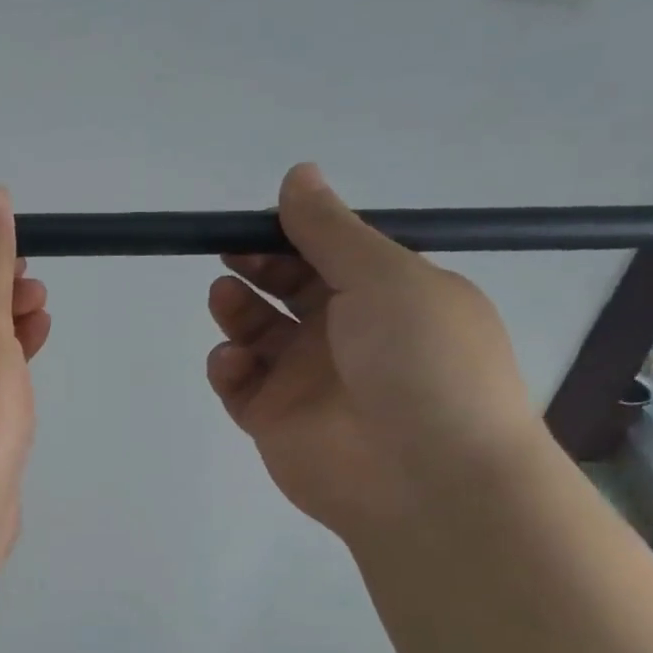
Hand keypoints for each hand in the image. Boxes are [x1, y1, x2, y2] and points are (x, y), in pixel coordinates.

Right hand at [206, 164, 545, 540]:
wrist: (426, 479)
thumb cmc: (420, 361)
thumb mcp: (385, 277)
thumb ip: (330, 229)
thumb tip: (298, 174)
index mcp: (388, 297)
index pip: (331, 255)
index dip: (294, 234)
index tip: (258, 220)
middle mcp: (348, 335)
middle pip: (289, 289)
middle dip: (258, 266)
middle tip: (231, 253)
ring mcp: (308, 380)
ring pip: (258, 334)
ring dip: (237, 310)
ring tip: (225, 297)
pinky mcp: (274, 420)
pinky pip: (240, 384)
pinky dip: (229, 366)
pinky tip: (234, 360)